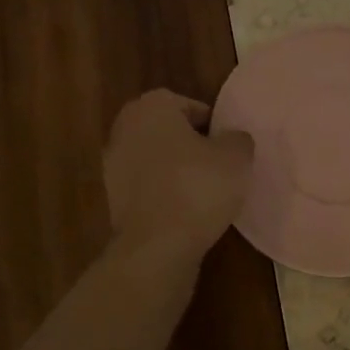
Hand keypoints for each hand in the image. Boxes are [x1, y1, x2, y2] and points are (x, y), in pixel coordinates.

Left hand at [104, 89, 254, 262]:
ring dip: (174, 169)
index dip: (210, 123)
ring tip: (203, 191)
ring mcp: (113, 164)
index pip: (186, 104)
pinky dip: (162, 192)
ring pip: (154, 158)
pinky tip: (185, 210)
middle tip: (217, 164)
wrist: (157, 245)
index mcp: (151, 107)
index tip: (226, 145)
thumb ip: (238, 139)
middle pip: (166, 130)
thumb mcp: (236, 158)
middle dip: (190, 144)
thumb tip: (232, 138)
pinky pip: (145, 185)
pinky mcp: (112, 197)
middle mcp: (125, 128)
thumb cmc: (198, 188)